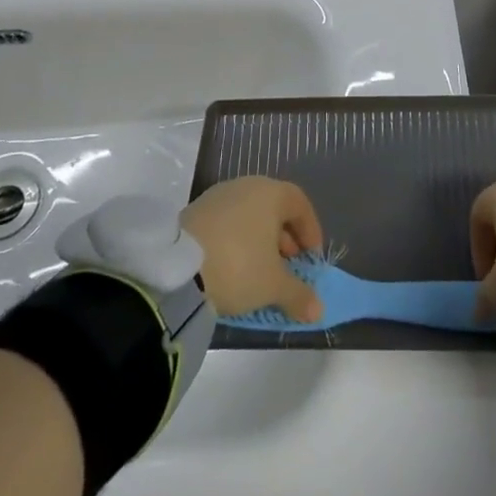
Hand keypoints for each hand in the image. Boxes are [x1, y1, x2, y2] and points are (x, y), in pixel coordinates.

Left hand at [181, 176, 325, 321]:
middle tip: (288, 268)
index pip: (299, 203)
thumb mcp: (273, 286)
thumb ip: (298, 295)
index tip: (312, 259)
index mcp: (270, 192)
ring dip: (260, 241)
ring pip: (249, 215)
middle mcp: (246, 185)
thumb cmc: (238, 266)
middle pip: (274, 208)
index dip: (310, 231)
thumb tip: (318, 310)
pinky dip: (237, 241)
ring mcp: (218, 196)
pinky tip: (233, 268)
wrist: (177, 268)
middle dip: (285, 239)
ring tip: (260, 272)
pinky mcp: (195, 210)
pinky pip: (227, 222)